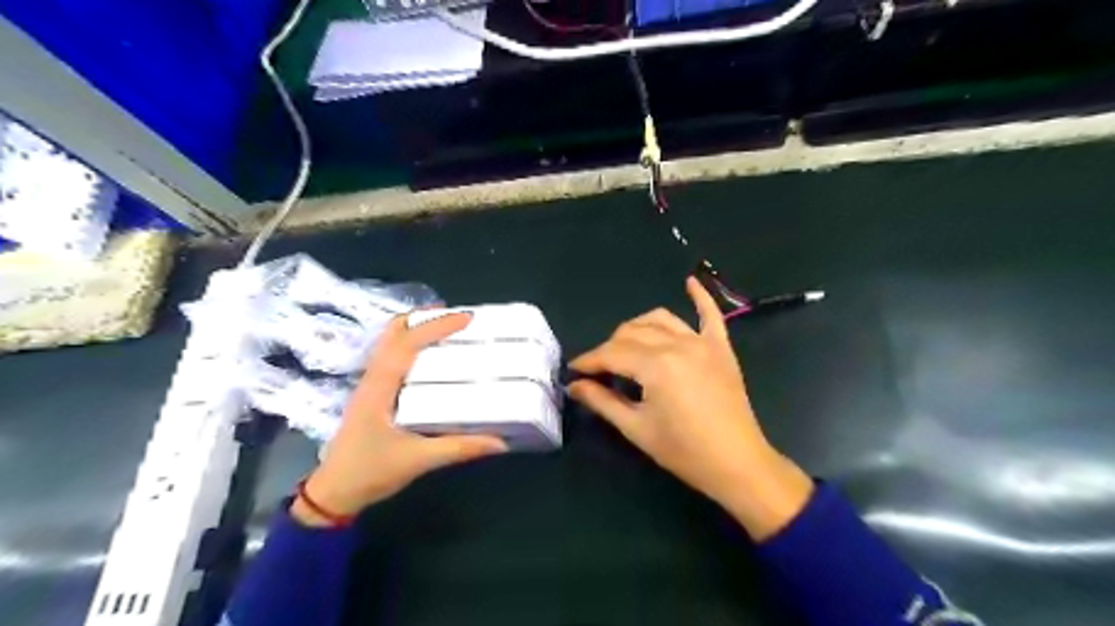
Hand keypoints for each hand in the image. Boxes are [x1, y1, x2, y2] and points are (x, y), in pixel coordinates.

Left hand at [293, 310, 509, 525]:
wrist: (333, 493)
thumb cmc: (370, 472)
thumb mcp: (418, 460)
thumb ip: (459, 448)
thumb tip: (499, 441)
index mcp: (381, 386)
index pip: (408, 343)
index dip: (437, 326)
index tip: (467, 318)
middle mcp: (373, 377)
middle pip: (394, 332)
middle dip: (425, 318)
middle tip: (458, 318)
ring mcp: (370, 384)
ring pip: (390, 341)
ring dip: (417, 329)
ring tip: (448, 329)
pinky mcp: (373, 393)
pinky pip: (392, 356)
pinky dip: (412, 344)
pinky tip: (431, 357)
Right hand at [570, 276, 815, 540]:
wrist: (737, 464)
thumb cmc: (683, 451)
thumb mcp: (636, 428)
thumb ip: (602, 401)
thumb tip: (574, 385)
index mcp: (655, 365)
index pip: (611, 354)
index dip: (588, 361)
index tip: (573, 370)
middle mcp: (677, 344)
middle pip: (631, 334)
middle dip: (609, 348)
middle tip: (599, 369)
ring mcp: (702, 343)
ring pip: (660, 319)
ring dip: (637, 327)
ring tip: (625, 344)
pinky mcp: (721, 348)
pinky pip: (710, 315)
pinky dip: (700, 296)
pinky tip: (690, 281)